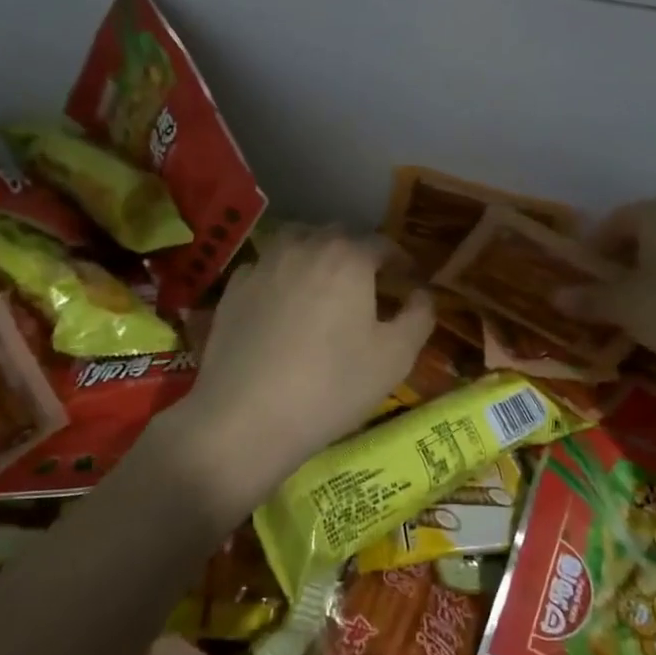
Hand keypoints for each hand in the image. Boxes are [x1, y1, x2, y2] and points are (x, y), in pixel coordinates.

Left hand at [162, 230, 433, 517]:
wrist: (245, 418)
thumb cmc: (332, 386)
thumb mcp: (395, 358)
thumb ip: (419, 316)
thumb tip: (422, 293)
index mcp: (348, 257)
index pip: (382, 244)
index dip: (400, 260)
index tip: (408, 278)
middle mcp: (305, 246)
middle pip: (338, 236)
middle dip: (357, 253)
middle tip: (367, 284)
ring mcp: (264, 264)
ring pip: (296, 241)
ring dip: (315, 254)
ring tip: (322, 283)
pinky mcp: (233, 287)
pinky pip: (265, 267)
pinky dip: (280, 275)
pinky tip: (281, 303)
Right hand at [564, 199, 655, 375]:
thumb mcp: (625, 307)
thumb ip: (589, 299)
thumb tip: (556, 296)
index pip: (614, 221)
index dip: (593, 249)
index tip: (583, 278)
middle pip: (643, 237)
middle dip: (621, 265)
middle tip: (606, 297)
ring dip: (650, 281)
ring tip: (639, 314)